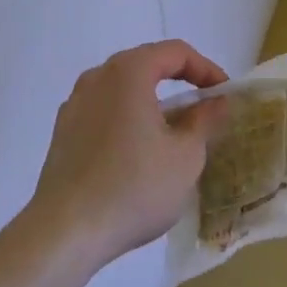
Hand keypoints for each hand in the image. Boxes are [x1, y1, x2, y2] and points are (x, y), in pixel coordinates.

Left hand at [26, 40, 230, 270]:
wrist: (64, 234)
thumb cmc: (133, 188)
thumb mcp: (186, 157)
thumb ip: (205, 121)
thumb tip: (217, 103)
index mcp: (129, 71)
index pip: (176, 52)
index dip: (206, 69)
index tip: (223, 95)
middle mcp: (99, 77)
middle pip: (147, 65)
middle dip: (179, 83)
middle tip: (202, 109)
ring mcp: (75, 104)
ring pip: (124, 90)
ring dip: (152, 103)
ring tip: (172, 133)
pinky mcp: (63, 132)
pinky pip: (104, 112)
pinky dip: (127, 120)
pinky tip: (136, 154)